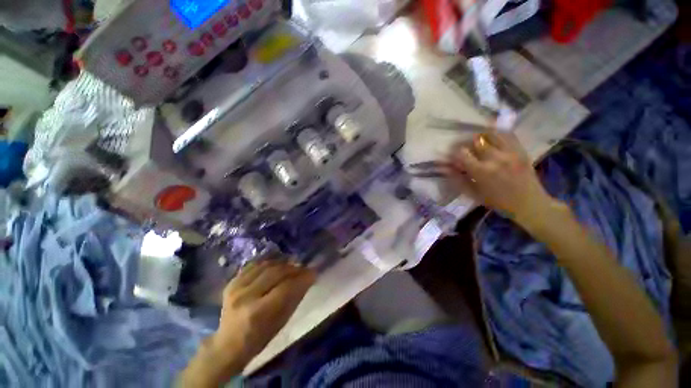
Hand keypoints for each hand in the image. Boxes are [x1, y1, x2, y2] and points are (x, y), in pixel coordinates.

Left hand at [180, 260, 314, 385]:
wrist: (227, 345)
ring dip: (282, 263)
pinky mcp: (232, 282)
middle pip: (276, 272)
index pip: (286, 287)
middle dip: (293, 268)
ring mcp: (236, 287)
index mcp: (258, 313)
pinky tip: (276, 262)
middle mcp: (246, 296)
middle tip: (303, 268)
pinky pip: (254, 264)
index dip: (302, 277)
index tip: (313, 272)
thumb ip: (295, 297)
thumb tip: (309, 277)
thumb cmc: (259, 339)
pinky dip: (268, 261)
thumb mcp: (281, 323)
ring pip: (266, 265)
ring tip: (291, 264)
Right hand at [444, 131, 557, 227]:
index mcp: (481, 171)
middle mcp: (495, 158)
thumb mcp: (473, 194)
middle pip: (475, 140)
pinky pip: (507, 135)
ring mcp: (510, 152)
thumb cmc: (498, 202)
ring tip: (476, 141)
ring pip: (491, 134)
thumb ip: (457, 179)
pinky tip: (491, 138)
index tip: (452, 157)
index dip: (454, 153)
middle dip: (465, 143)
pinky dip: (497, 133)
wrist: (530, 203)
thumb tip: (443, 168)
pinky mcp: (520, 150)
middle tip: (463, 148)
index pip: (461, 153)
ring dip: (480, 136)